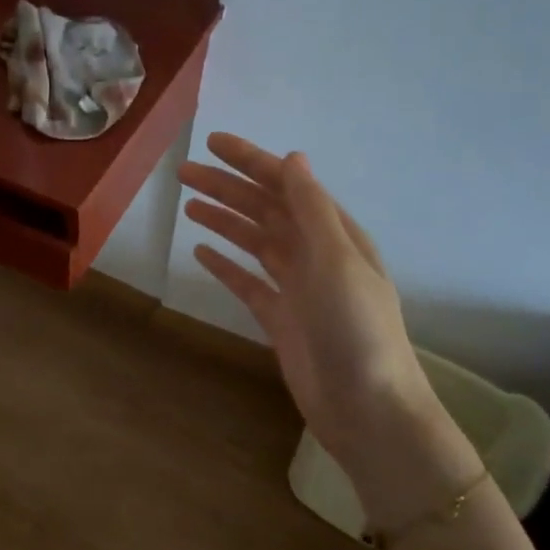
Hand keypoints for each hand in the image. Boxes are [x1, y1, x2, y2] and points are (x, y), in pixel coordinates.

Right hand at [179, 134, 479, 534]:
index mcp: (334, 234)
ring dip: (224, 221)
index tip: (212, 143)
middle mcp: (315, 254)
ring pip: (254, 242)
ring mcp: (297, 288)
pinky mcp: (281, 319)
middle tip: (183, 172)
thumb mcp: (336, 260)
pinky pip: (248, 283)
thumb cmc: (355, 329)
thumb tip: (292, 159)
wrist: (366, 406)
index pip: (286, 185)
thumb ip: (311, 209)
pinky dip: (226, 266)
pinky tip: (202, 254)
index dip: (250, 161)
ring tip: (188, 204)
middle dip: (226, 188)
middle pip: (264, 210)